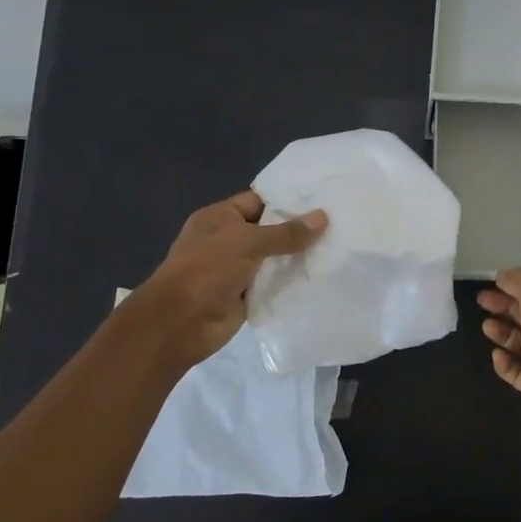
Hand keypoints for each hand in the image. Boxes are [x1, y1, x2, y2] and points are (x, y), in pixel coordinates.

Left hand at [138, 191, 326, 366]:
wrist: (181, 322)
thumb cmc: (208, 269)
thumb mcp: (248, 242)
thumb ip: (286, 232)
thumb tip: (323, 217)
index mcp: (220, 217)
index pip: (259, 201)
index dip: (288, 200)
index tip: (322, 199)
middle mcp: (228, 240)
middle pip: (270, 230)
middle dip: (299, 230)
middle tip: (338, 223)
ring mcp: (237, 269)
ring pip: (274, 259)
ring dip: (298, 257)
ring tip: (338, 248)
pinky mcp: (246, 295)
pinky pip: (274, 284)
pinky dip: (292, 282)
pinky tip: (321, 276)